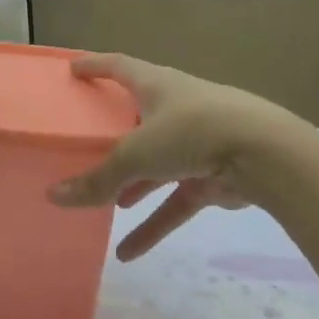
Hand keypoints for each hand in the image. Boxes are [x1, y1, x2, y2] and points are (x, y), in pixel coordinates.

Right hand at [48, 53, 303, 260]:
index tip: (72, 69)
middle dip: (115, 133)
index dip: (95, 66)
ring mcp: (197, 143)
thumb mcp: (137, 154)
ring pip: (157, 165)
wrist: (265, 154)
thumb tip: (53, 196)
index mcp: (157, 86)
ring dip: (133, 185)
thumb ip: (98, 179)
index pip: (119, 66)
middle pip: (138, 117)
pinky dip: (155, 222)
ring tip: (107, 205)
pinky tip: (128, 252)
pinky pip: (175, 200)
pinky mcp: (213, 175)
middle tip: (87, 144)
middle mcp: (176, 108)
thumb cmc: (192, 132)